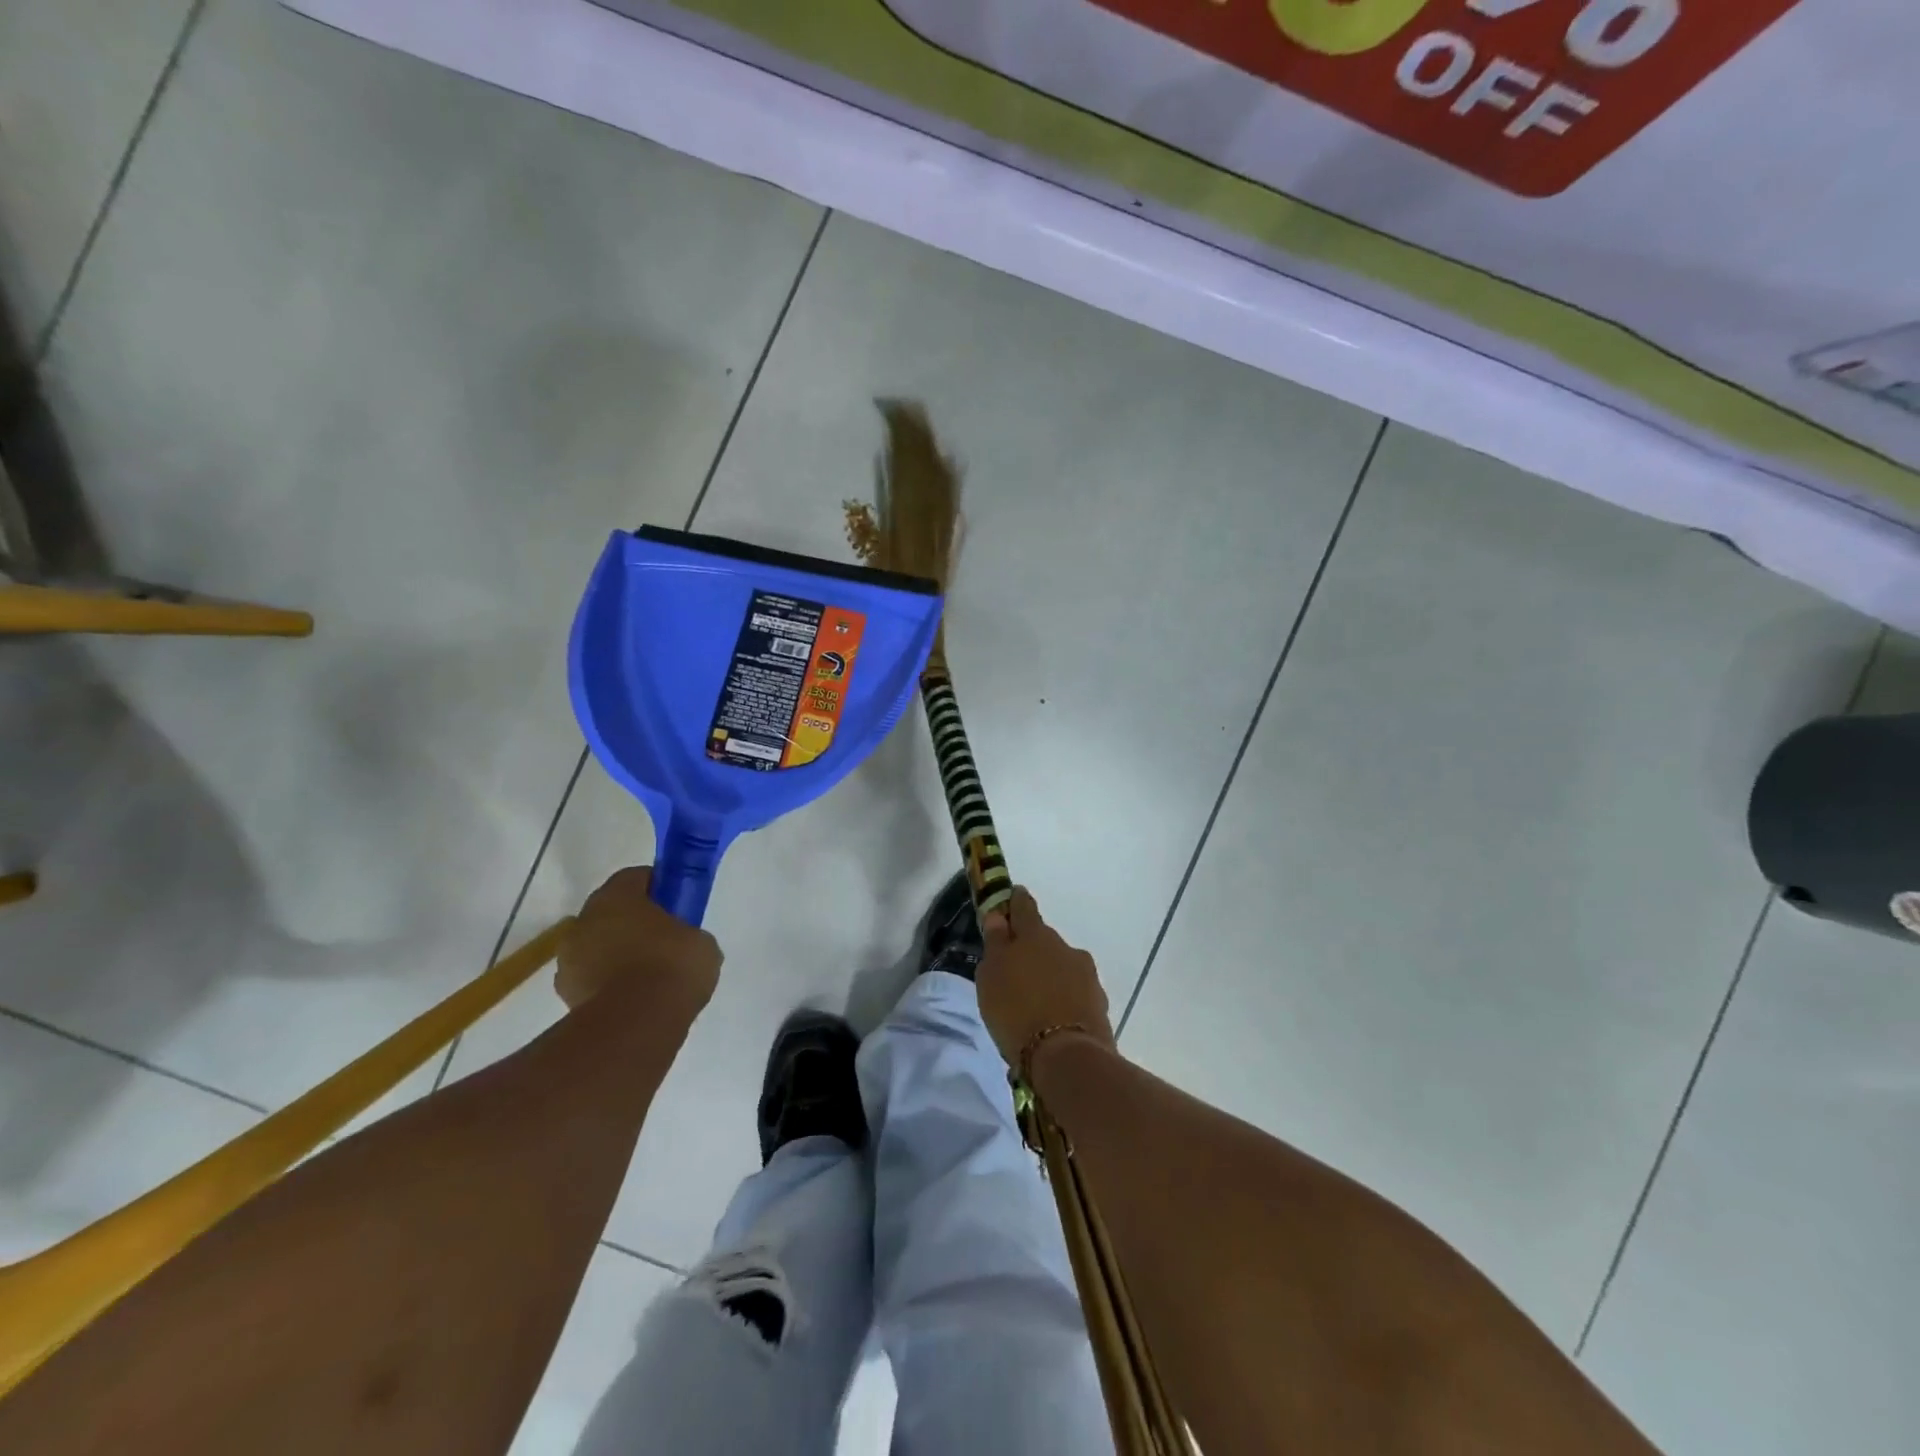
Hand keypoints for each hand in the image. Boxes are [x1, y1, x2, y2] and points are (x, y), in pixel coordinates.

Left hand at [555, 867, 722, 1012]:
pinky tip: (634, 998)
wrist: (637, 1024)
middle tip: (664, 939)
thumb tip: (683, 944)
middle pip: (611, 911)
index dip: (658, 887)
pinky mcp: (565, 994)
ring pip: (598, 945)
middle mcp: (584, 920)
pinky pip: (592, 977)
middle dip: (634, 921)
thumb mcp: (701, 942)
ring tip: (648, 976)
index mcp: (616, 896)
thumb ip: (686, 933)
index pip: (635, 877)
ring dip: (617, 953)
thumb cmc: (672, 967)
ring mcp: (569, 959)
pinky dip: (607, 983)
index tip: (676, 903)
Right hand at [974, 887, 1115, 1074]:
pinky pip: (1075, 993)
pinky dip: (1063, 999)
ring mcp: (1087, 975)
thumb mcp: (991, 976)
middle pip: (1045, 940)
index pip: (1024, 906)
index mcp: (1035, 935)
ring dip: (1049, 976)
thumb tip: (999, 918)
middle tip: (1015, 970)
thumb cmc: (1016, 1009)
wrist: (1066, 1057)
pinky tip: (1052, 1019)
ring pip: (1062, 967)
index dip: (1015, 901)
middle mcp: (1065, 947)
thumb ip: (996, 944)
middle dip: (1032, 949)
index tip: (1010, 898)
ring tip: (1033, 1002)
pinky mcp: (1099, 1004)